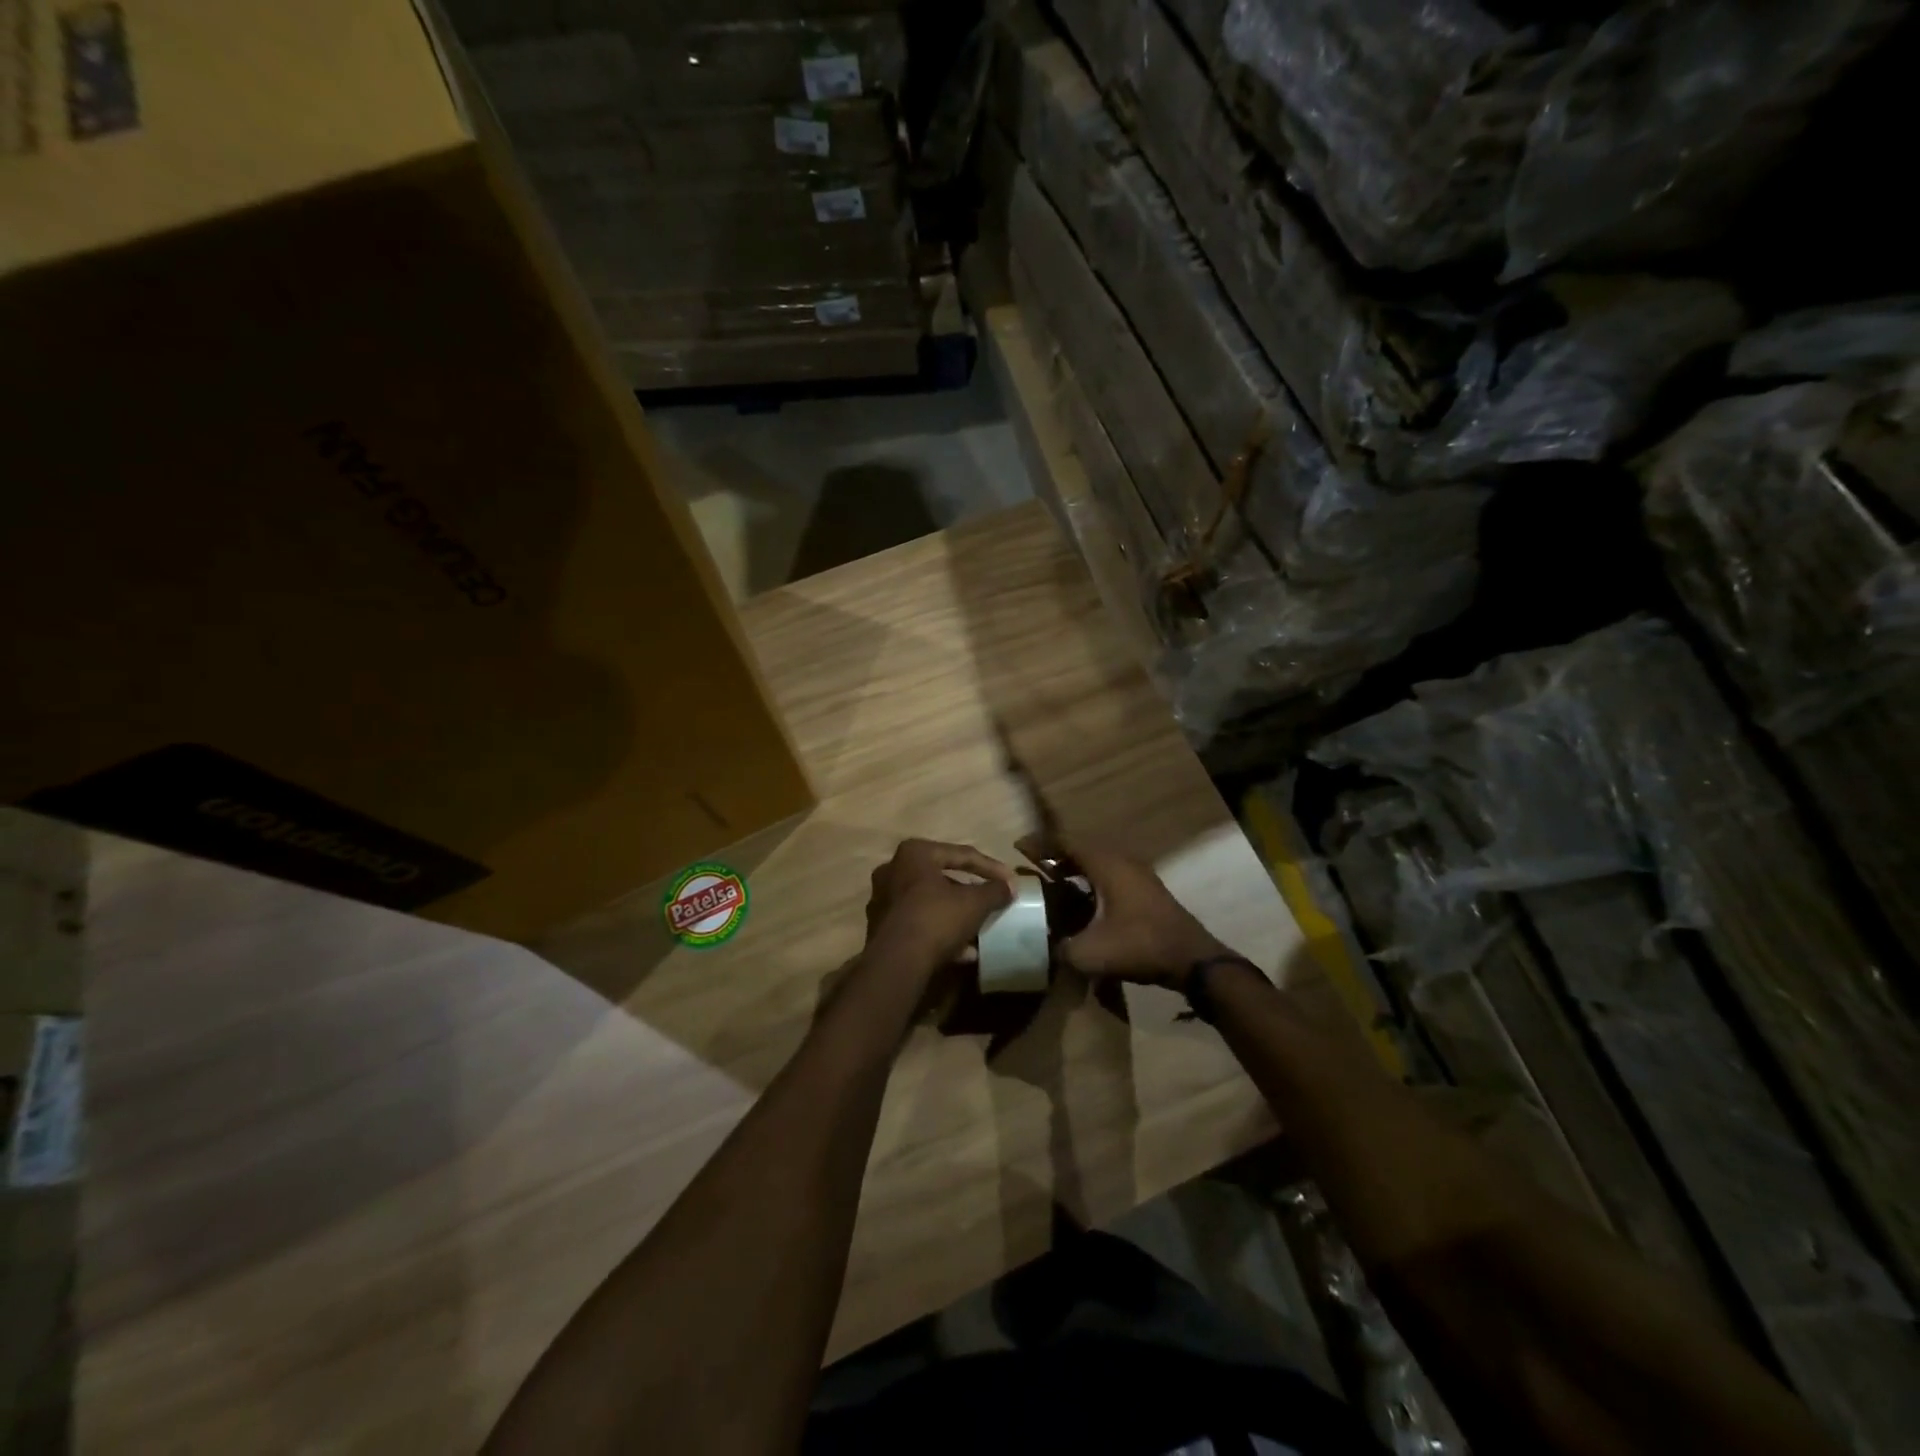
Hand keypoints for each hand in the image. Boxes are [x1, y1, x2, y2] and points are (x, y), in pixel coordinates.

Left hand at [863, 839, 1016, 972]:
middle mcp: (892, 870)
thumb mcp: (975, 903)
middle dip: (969, 894)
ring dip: (954, 916)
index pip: (961, 854)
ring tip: (978, 932)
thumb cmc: (937, 918)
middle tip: (990, 903)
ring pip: (929, 903)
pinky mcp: (880, 928)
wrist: (896, 962)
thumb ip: (995, 891)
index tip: (1011, 882)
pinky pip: (918, 924)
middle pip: (941, 878)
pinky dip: (939, 933)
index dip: (991, 868)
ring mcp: (883, 900)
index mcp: (914, 853)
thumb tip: (1009, 888)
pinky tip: (962, 952)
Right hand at [1050, 843, 1229, 988]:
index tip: (1017, 846)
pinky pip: (1110, 873)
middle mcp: (1122, 860)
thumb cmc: (1139, 946)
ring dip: (1074, 866)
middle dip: (1055, 854)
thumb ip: (1060, 948)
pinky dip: (1090, 878)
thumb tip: (1046, 946)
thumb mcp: (1089, 953)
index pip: (1066, 842)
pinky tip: (1082, 898)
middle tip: (1032, 862)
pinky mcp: (1146, 889)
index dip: (1040, 844)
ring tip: (1052, 878)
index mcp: (1106, 864)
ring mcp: (1138, 873)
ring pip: (1097, 860)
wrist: (1192, 959)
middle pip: (1081, 848)